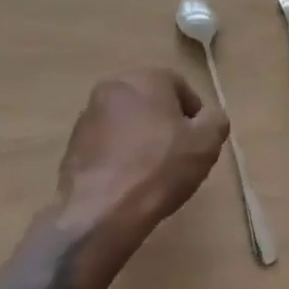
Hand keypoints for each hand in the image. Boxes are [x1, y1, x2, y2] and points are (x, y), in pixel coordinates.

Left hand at [57, 68, 229, 248]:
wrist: (99, 212)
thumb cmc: (158, 169)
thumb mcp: (205, 145)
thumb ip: (215, 122)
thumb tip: (211, 117)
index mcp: (147, 77)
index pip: (180, 88)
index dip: (193, 116)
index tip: (197, 144)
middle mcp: (116, 85)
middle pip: (150, 101)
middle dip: (164, 124)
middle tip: (176, 157)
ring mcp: (89, 113)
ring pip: (126, 121)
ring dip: (138, 138)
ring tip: (148, 174)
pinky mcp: (73, 142)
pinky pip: (104, 143)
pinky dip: (116, 156)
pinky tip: (125, 184)